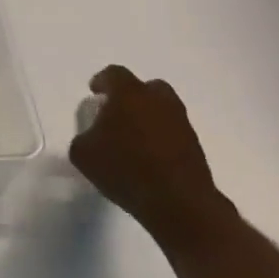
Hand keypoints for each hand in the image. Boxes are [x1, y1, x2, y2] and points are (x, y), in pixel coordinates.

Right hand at [68, 66, 226, 239]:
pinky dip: (161, 138)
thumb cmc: (125, 169)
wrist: (179, 203)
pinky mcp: (195, 145)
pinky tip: (149, 157)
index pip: (114, 74)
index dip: (102, 81)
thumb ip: (84, 136)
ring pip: (162, 109)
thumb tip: (93, 136)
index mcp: (129, 93)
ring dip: (148, 117)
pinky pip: (172, 131)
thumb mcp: (83, 154)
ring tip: (133, 139)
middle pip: (145, 87)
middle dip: (130, 96)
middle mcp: (158, 100)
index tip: (95, 93)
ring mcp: (180, 122)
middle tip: (117, 114)